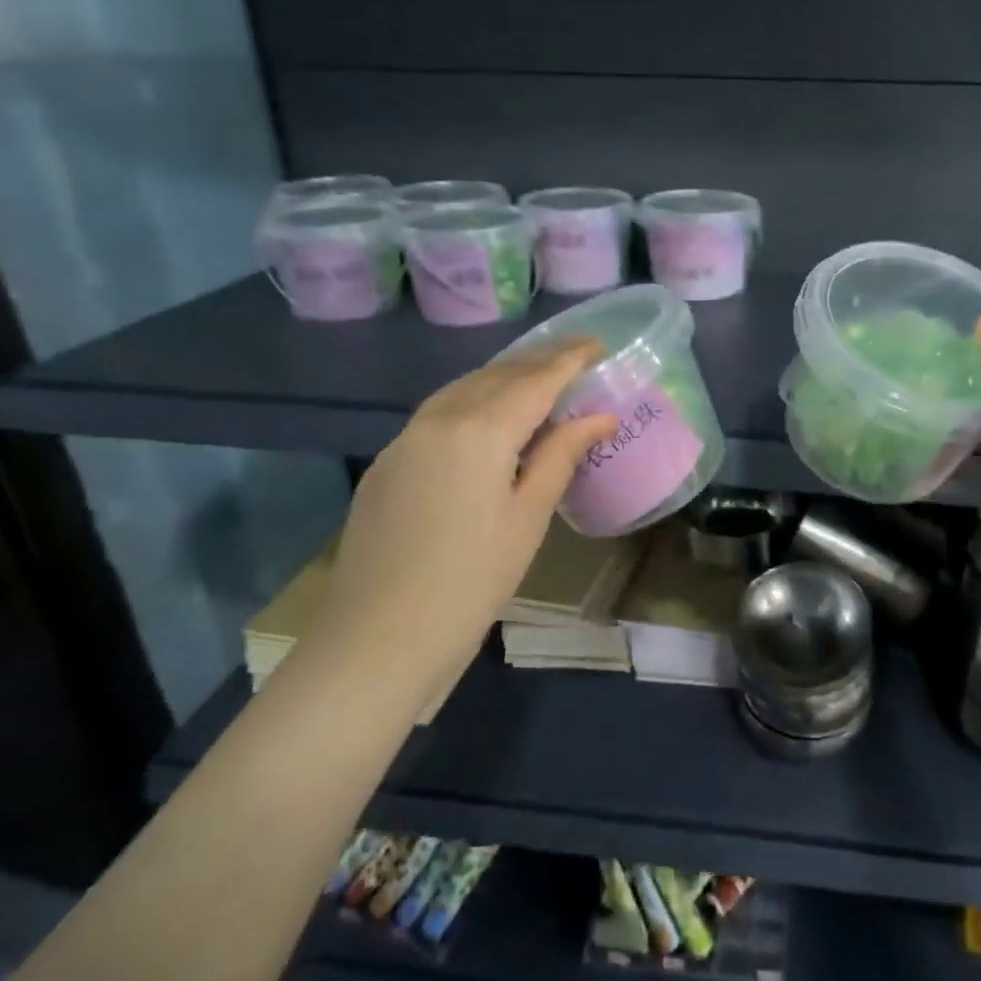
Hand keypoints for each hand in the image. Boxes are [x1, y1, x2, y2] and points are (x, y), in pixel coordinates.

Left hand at [313, 339, 617, 679]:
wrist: (378, 637)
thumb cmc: (472, 580)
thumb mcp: (529, 516)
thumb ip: (562, 455)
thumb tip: (601, 416)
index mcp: (481, 430)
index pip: (536, 379)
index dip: (569, 359)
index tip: (597, 343)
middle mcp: (439, 419)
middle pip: (497, 375)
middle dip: (538, 361)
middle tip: (574, 356)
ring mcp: (406, 438)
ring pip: (463, 389)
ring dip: (503, 377)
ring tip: (536, 378)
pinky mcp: (388, 462)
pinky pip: (438, 413)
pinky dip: (472, 400)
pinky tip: (486, 417)